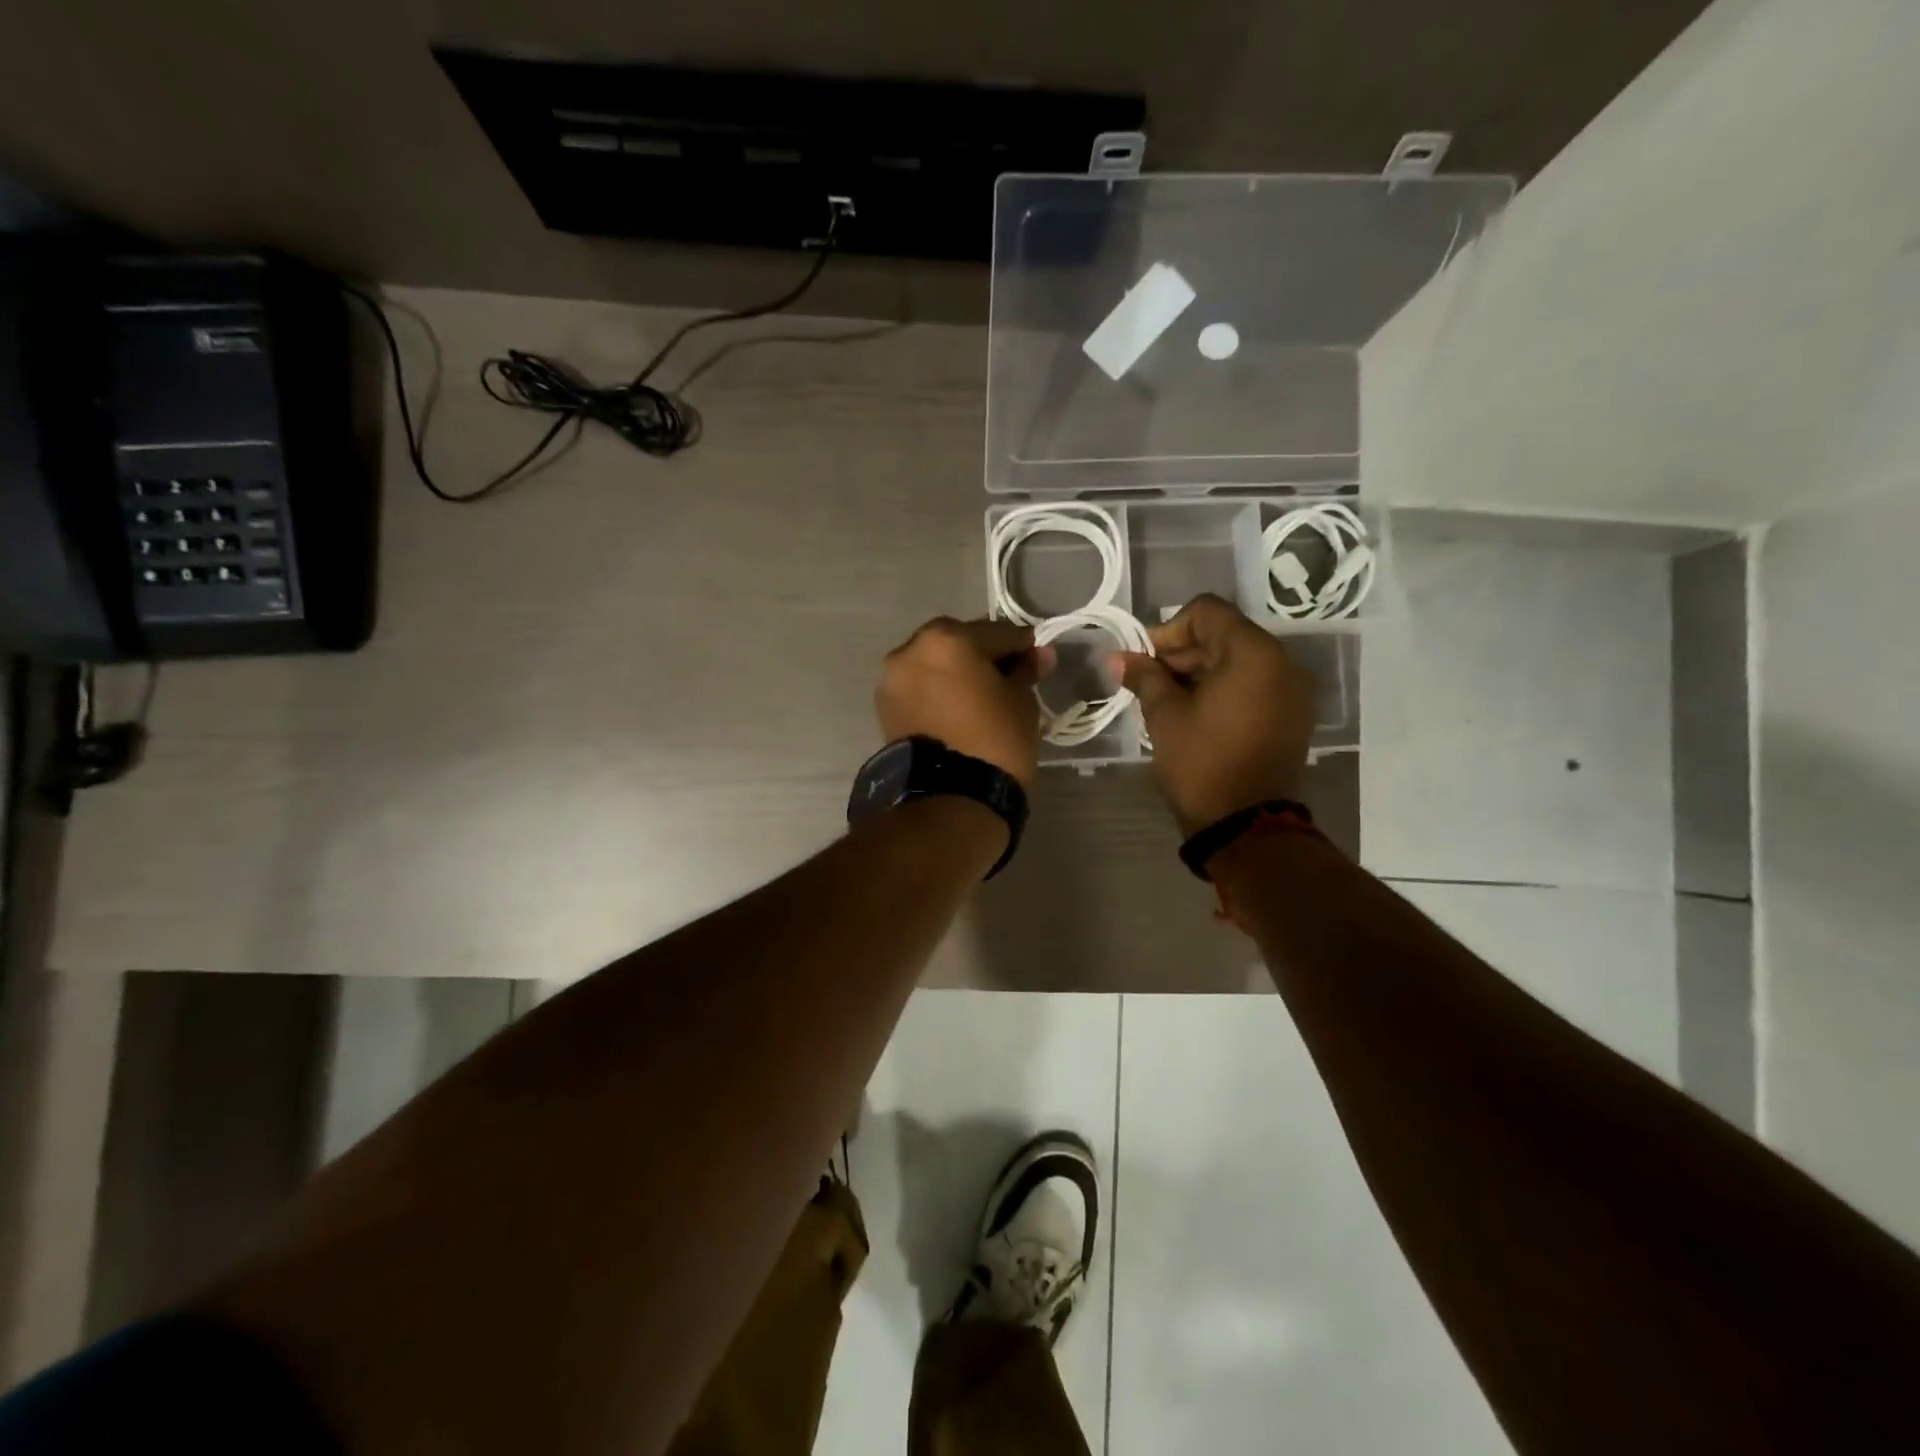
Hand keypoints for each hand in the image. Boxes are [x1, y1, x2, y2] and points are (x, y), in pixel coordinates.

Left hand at [877, 617, 1054, 785]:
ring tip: (980, 697)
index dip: (1022, 646)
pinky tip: (957, 710)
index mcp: (946, 638)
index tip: (1038, 659)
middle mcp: (910, 650)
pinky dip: (938, 693)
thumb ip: (1026, 670)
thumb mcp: (1021, 701)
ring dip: (956, 674)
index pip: (997, 633)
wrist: (949, 798)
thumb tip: (1040, 653)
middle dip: (983, 656)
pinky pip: (920, 689)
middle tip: (1008, 677)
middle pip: (958, 643)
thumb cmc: (994, 741)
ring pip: (934, 666)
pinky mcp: (885, 709)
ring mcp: (892, 680)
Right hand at [1113, 594, 1315, 834]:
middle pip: (1225, 634)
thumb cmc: (1201, 763)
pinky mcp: (1292, 716)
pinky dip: (1224, 688)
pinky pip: (1254, 685)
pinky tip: (1197, 713)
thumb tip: (1118, 657)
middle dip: (1183, 652)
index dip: (1169, 629)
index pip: (1207, 612)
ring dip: (1201, 670)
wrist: (1246, 825)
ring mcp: (1292, 690)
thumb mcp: (1165, 715)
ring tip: (1169, 699)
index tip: (1146, 659)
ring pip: (1239, 661)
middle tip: (1150, 681)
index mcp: (1253, 653)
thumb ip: (1145, 677)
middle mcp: (1282, 662)